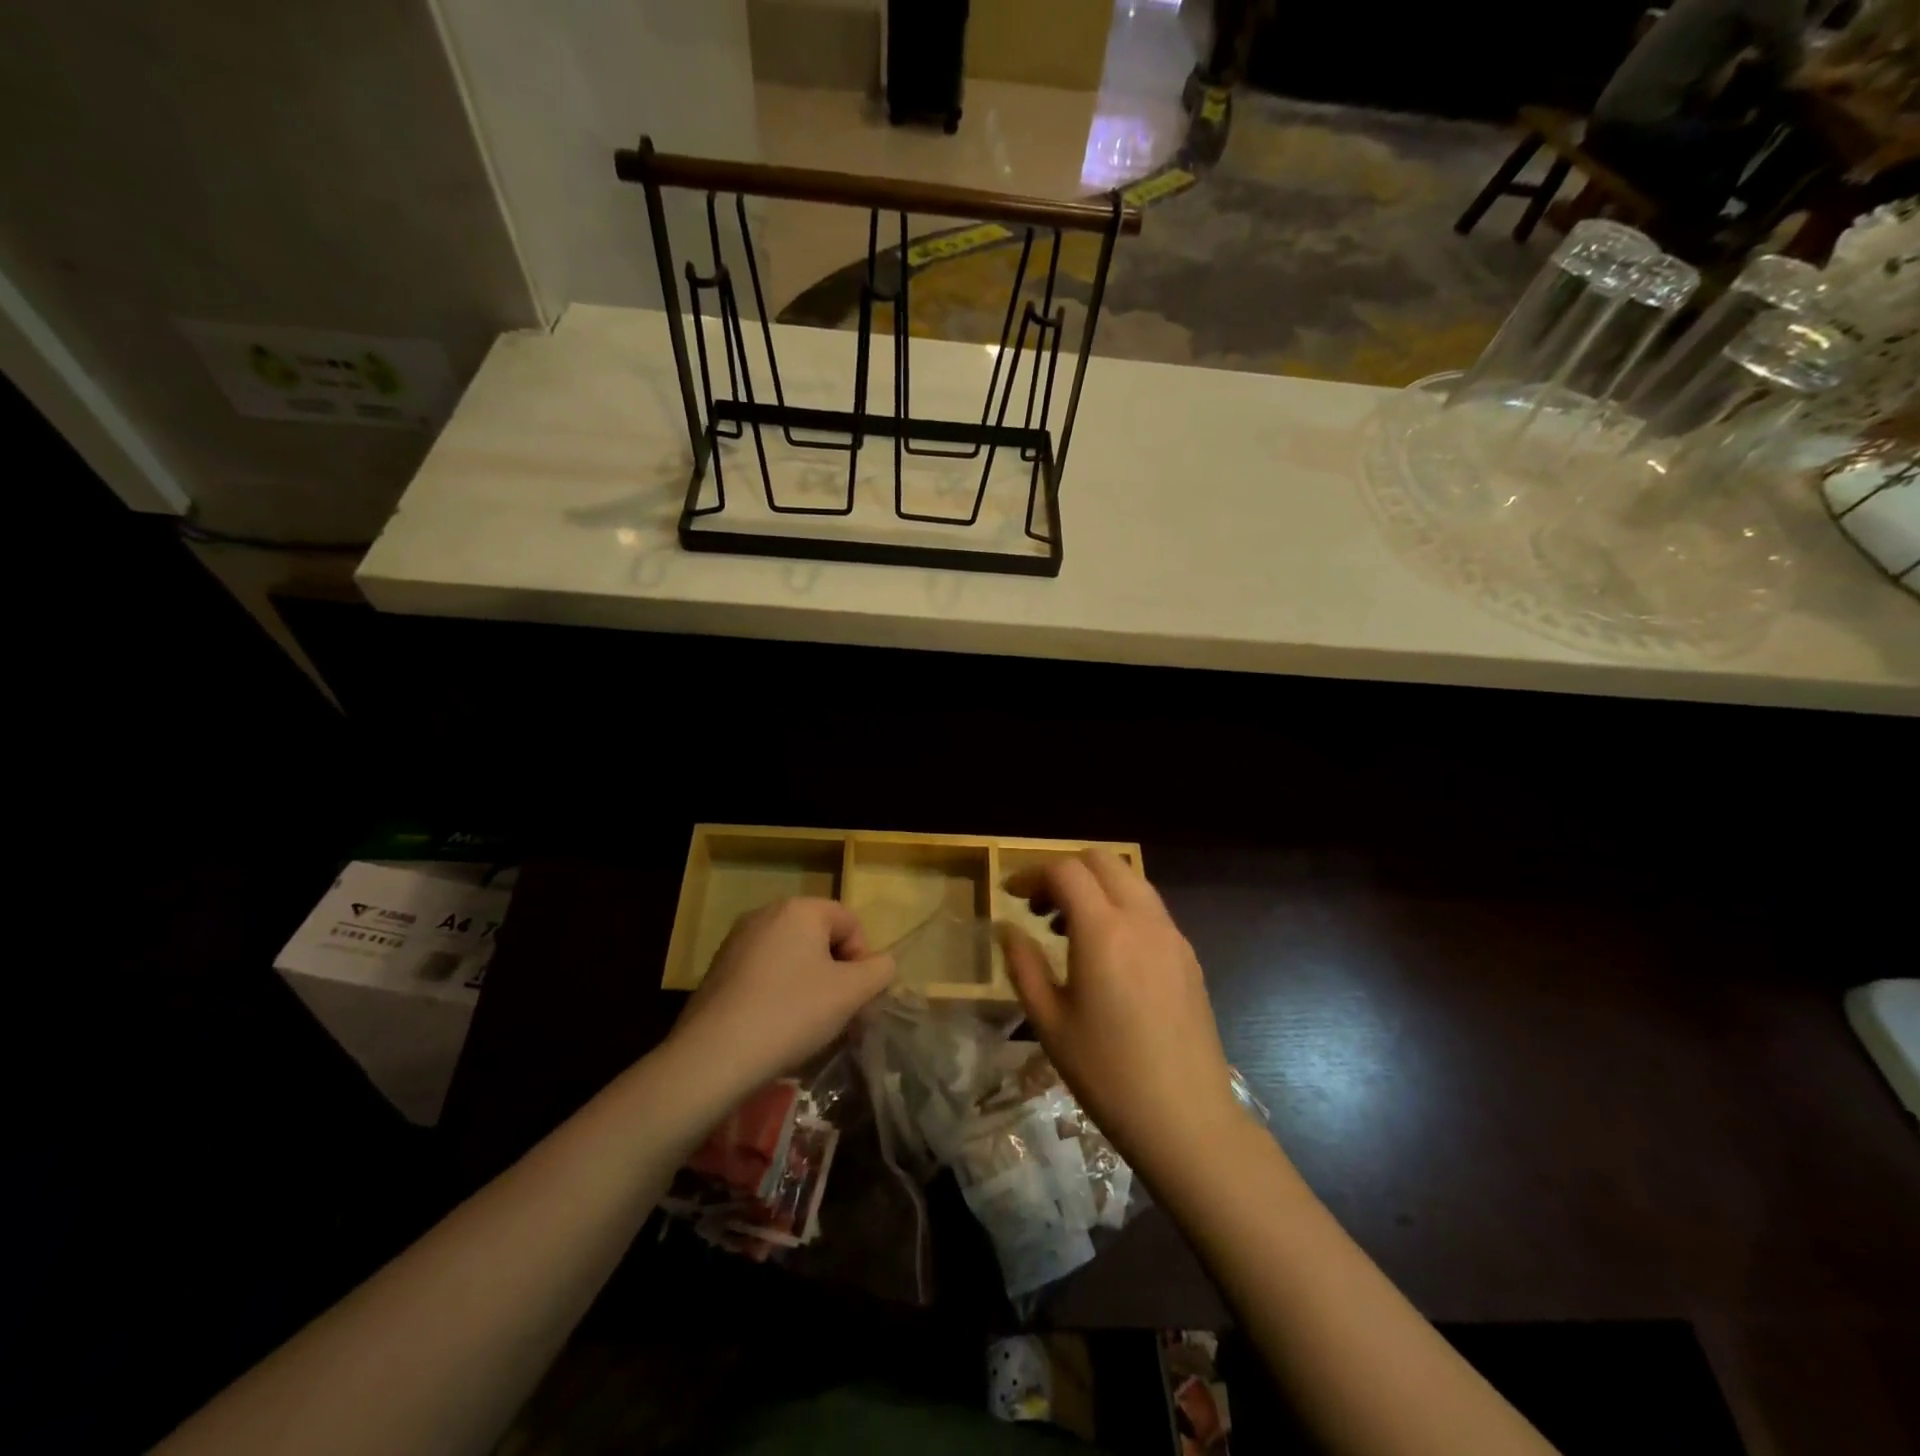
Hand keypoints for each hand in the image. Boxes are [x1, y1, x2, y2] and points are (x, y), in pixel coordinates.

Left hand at [671, 898, 894, 1098]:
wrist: (713, 1057)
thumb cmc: (791, 1014)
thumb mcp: (850, 993)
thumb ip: (879, 971)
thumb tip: (881, 964)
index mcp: (800, 909)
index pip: (850, 922)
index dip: (863, 959)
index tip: (858, 998)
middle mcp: (767, 913)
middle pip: (820, 938)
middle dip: (837, 974)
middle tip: (840, 1014)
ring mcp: (738, 941)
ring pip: (793, 957)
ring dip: (810, 985)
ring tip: (809, 1025)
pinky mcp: (719, 969)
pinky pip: (765, 972)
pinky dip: (780, 993)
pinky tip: (777, 1027)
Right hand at [998, 850, 1238, 1173]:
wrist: (1186, 1118)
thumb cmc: (1107, 1073)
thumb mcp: (1049, 1021)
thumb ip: (1024, 965)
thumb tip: (1007, 929)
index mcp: (1103, 930)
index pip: (1065, 871)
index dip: (1031, 874)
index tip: (1011, 894)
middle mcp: (1141, 919)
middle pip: (1103, 860)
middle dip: (1065, 870)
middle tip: (1039, 905)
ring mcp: (1171, 935)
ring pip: (1130, 880)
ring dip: (1095, 887)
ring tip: (1068, 928)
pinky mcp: (1188, 955)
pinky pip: (1149, 909)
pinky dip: (1120, 907)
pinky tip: (1106, 952)